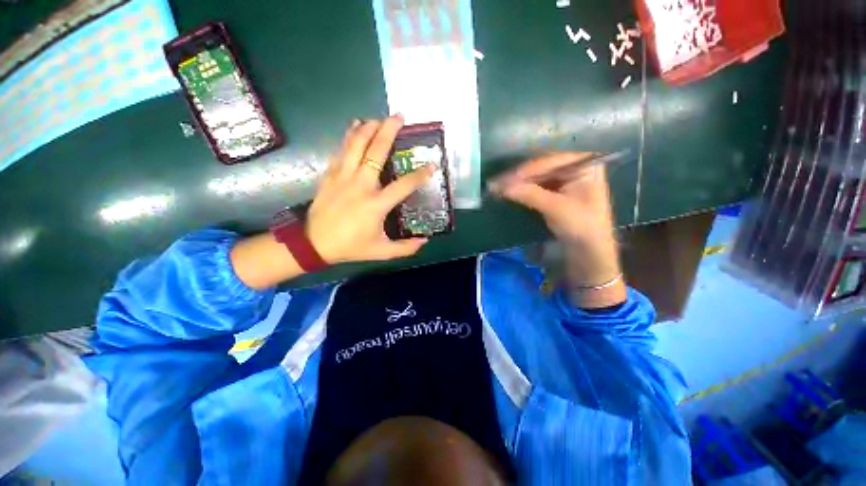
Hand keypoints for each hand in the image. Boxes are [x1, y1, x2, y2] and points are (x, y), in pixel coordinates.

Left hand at [306, 115, 434, 263]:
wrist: (314, 243)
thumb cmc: (350, 247)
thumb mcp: (381, 252)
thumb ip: (405, 248)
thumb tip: (425, 241)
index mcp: (376, 205)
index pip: (404, 185)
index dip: (420, 175)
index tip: (432, 165)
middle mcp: (361, 185)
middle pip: (376, 152)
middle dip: (389, 132)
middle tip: (399, 118)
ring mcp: (343, 177)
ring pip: (356, 145)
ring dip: (368, 128)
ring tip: (379, 118)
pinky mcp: (330, 175)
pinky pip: (341, 150)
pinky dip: (349, 135)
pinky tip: (355, 125)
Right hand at [491, 152, 625, 306]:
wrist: (590, 254)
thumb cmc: (582, 228)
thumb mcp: (556, 209)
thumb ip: (529, 194)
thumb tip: (501, 186)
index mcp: (585, 166)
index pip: (550, 162)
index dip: (525, 171)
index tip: (504, 180)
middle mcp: (575, 169)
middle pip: (542, 168)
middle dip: (520, 176)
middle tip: (498, 183)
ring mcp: (565, 182)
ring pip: (537, 178)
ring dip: (519, 183)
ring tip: (500, 187)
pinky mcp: (557, 195)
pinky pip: (537, 187)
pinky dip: (523, 190)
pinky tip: (510, 192)